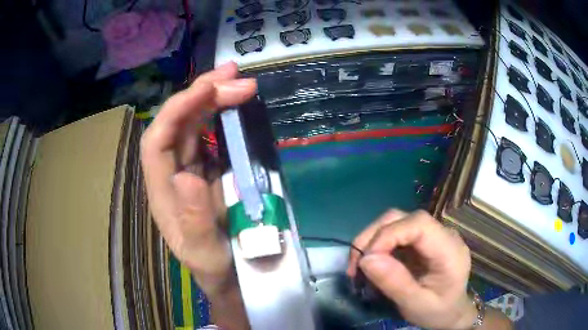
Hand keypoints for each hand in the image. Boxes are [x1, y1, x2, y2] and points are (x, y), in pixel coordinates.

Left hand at [140, 62, 256, 296]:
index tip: (209, 89)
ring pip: (192, 123)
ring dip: (213, 97)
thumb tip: (188, 177)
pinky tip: (237, 103)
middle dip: (201, 94)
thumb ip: (194, 221)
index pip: (157, 140)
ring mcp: (188, 167)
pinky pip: (209, 134)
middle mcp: (170, 172)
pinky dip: (223, 114)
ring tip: (239, 80)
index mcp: (161, 191)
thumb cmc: (214, 266)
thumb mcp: (205, 253)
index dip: (177, 110)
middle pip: (176, 123)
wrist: (230, 274)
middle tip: (235, 75)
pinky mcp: (207, 168)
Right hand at [347, 210, 475, 329]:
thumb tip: (366, 259)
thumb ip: (394, 283)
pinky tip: (372, 262)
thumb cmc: (437, 311)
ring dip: (372, 239)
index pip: (419, 224)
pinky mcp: (423, 239)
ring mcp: (433, 234)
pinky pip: (396, 232)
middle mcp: (443, 234)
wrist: (451, 312)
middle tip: (356, 265)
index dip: (388, 235)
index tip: (366, 260)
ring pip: (397, 221)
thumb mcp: (415, 305)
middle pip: (403, 218)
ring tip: (360, 265)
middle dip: (374, 236)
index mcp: (449, 251)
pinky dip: (378, 244)